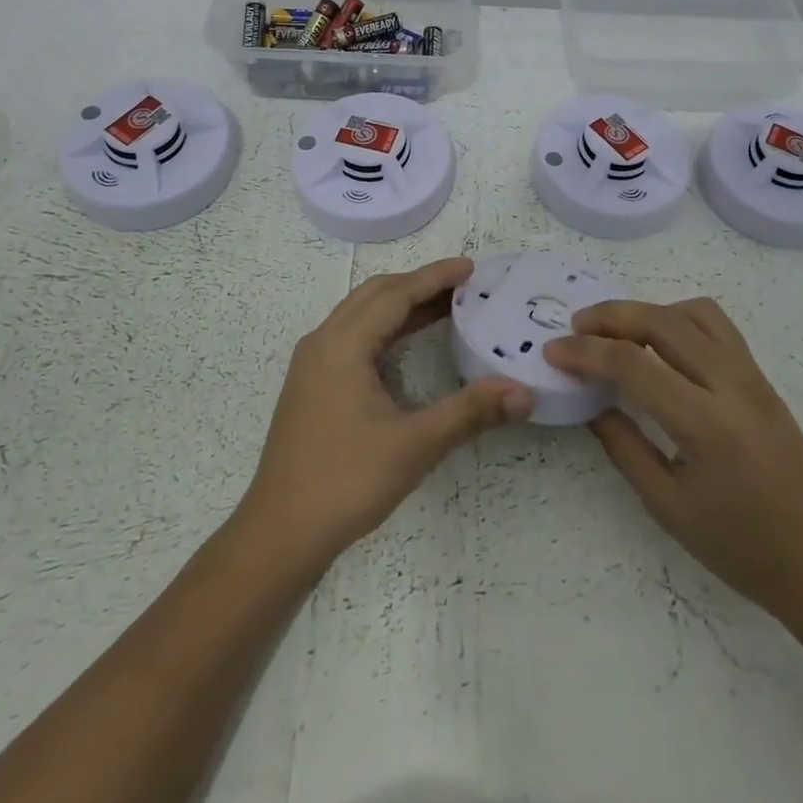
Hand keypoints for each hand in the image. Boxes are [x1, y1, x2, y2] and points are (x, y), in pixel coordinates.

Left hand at [239, 257, 532, 565]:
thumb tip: (523, 392)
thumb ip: (470, 412)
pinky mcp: (311, 385)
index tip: (471, 268)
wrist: (279, 534)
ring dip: (401, 304)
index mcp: (342, 345)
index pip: (395, 294)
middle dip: (419, 284)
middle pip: (375, 295)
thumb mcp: (414, 445)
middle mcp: (322, 342)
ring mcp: (312, 364)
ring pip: (361, 314)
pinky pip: (352, 335)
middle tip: (464, 286)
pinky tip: (407, 343)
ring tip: (445, 306)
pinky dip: (385, 326)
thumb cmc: (346, 482)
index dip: (435, 277)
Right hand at [547, 298, 802, 643]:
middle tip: (576, 328)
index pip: (633, 364)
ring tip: (617, 333)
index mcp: (707, 424)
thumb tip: (591, 402)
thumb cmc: (744, 550)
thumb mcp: (669, 507)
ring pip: (694, 313)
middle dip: (611, 316)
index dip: (586, 352)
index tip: (553, 351)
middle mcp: (732, 386)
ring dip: (648, 311)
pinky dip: (679, 320)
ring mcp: (753, 377)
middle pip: (663, 321)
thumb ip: (624, 447)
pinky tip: (661, 348)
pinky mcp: (763, 380)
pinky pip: (717, 327)